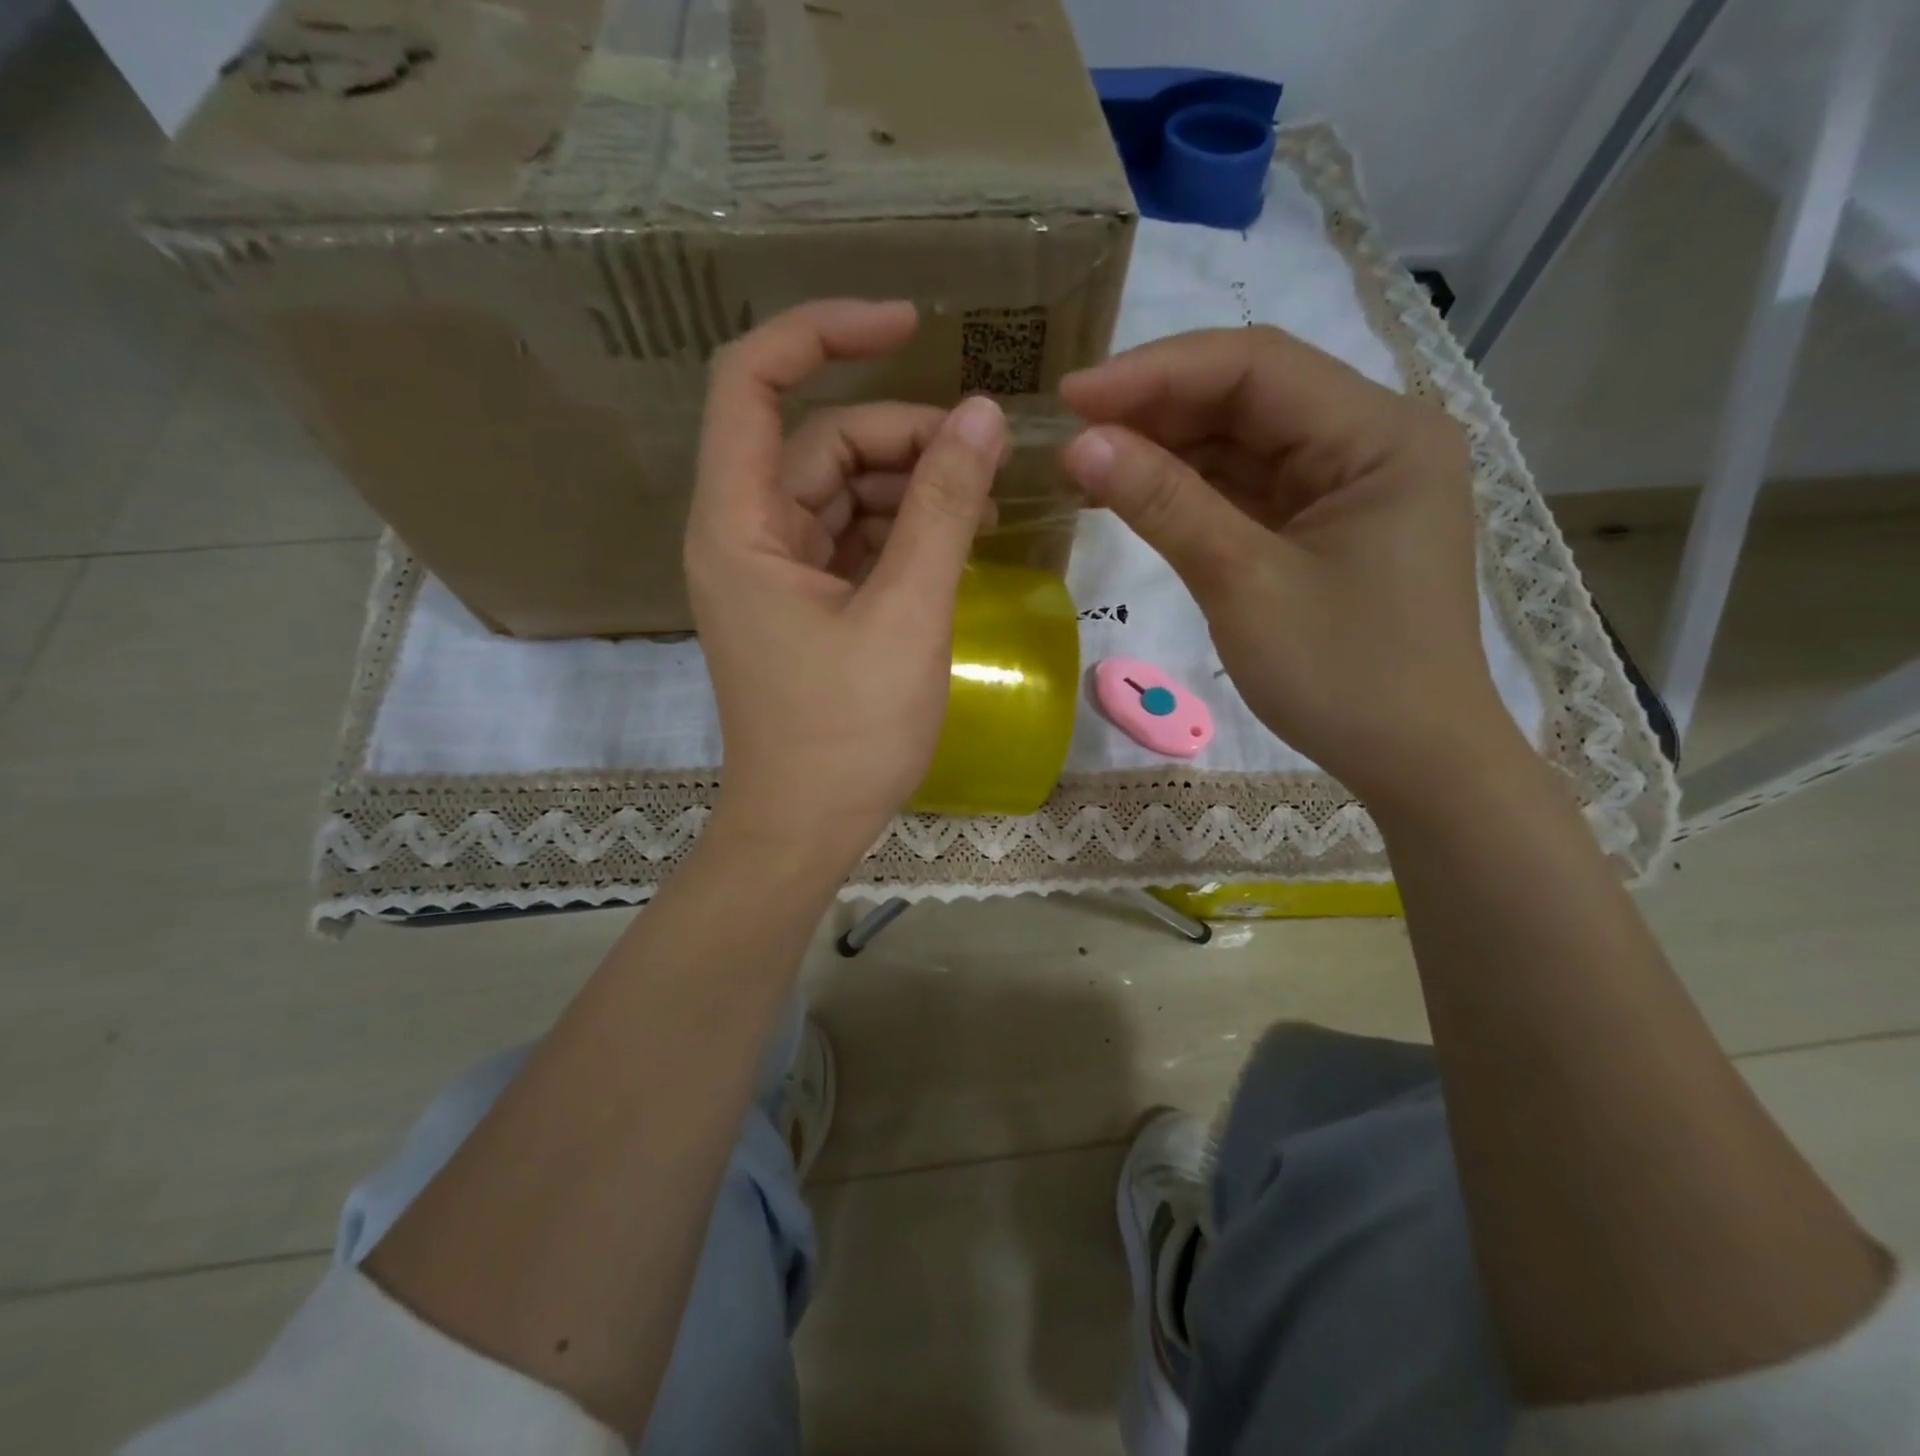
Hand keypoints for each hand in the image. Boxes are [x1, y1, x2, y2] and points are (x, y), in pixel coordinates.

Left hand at [687, 300, 1008, 862]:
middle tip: (982, 461)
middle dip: (901, 438)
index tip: (908, 323)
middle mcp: (745, 535)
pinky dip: (899, 530)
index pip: (754, 381)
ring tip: (979, 508)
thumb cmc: (847, 732)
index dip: (824, 332)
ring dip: (908, 486)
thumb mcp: (906, 615)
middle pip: (817, 441)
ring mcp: (774, 571)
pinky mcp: (803, 603)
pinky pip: (851, 538)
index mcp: (739, 526)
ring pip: (840, 490)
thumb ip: (941, 509)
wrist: (807, 826)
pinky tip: (952, 542)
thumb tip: (983, 416)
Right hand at [1060, 326, 1513, 805]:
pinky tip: (1133, 492)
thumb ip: (1163, 503)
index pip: (1256, 368)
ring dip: (1166, 449)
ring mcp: (1349, 481)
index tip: (1072, 396)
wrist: (1411, 759)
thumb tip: (1080, 444)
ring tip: (1086, 464)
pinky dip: (1190, 489)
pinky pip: (1249, 485)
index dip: (1155, 373)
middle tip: (1070, 434)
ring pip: (1244, 440)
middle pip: (1250, 397)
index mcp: (1381, 433)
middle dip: (1156, 410)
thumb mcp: (1242, 583)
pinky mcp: (1325, 521)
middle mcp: (1373, 438)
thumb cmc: (1341, 676)